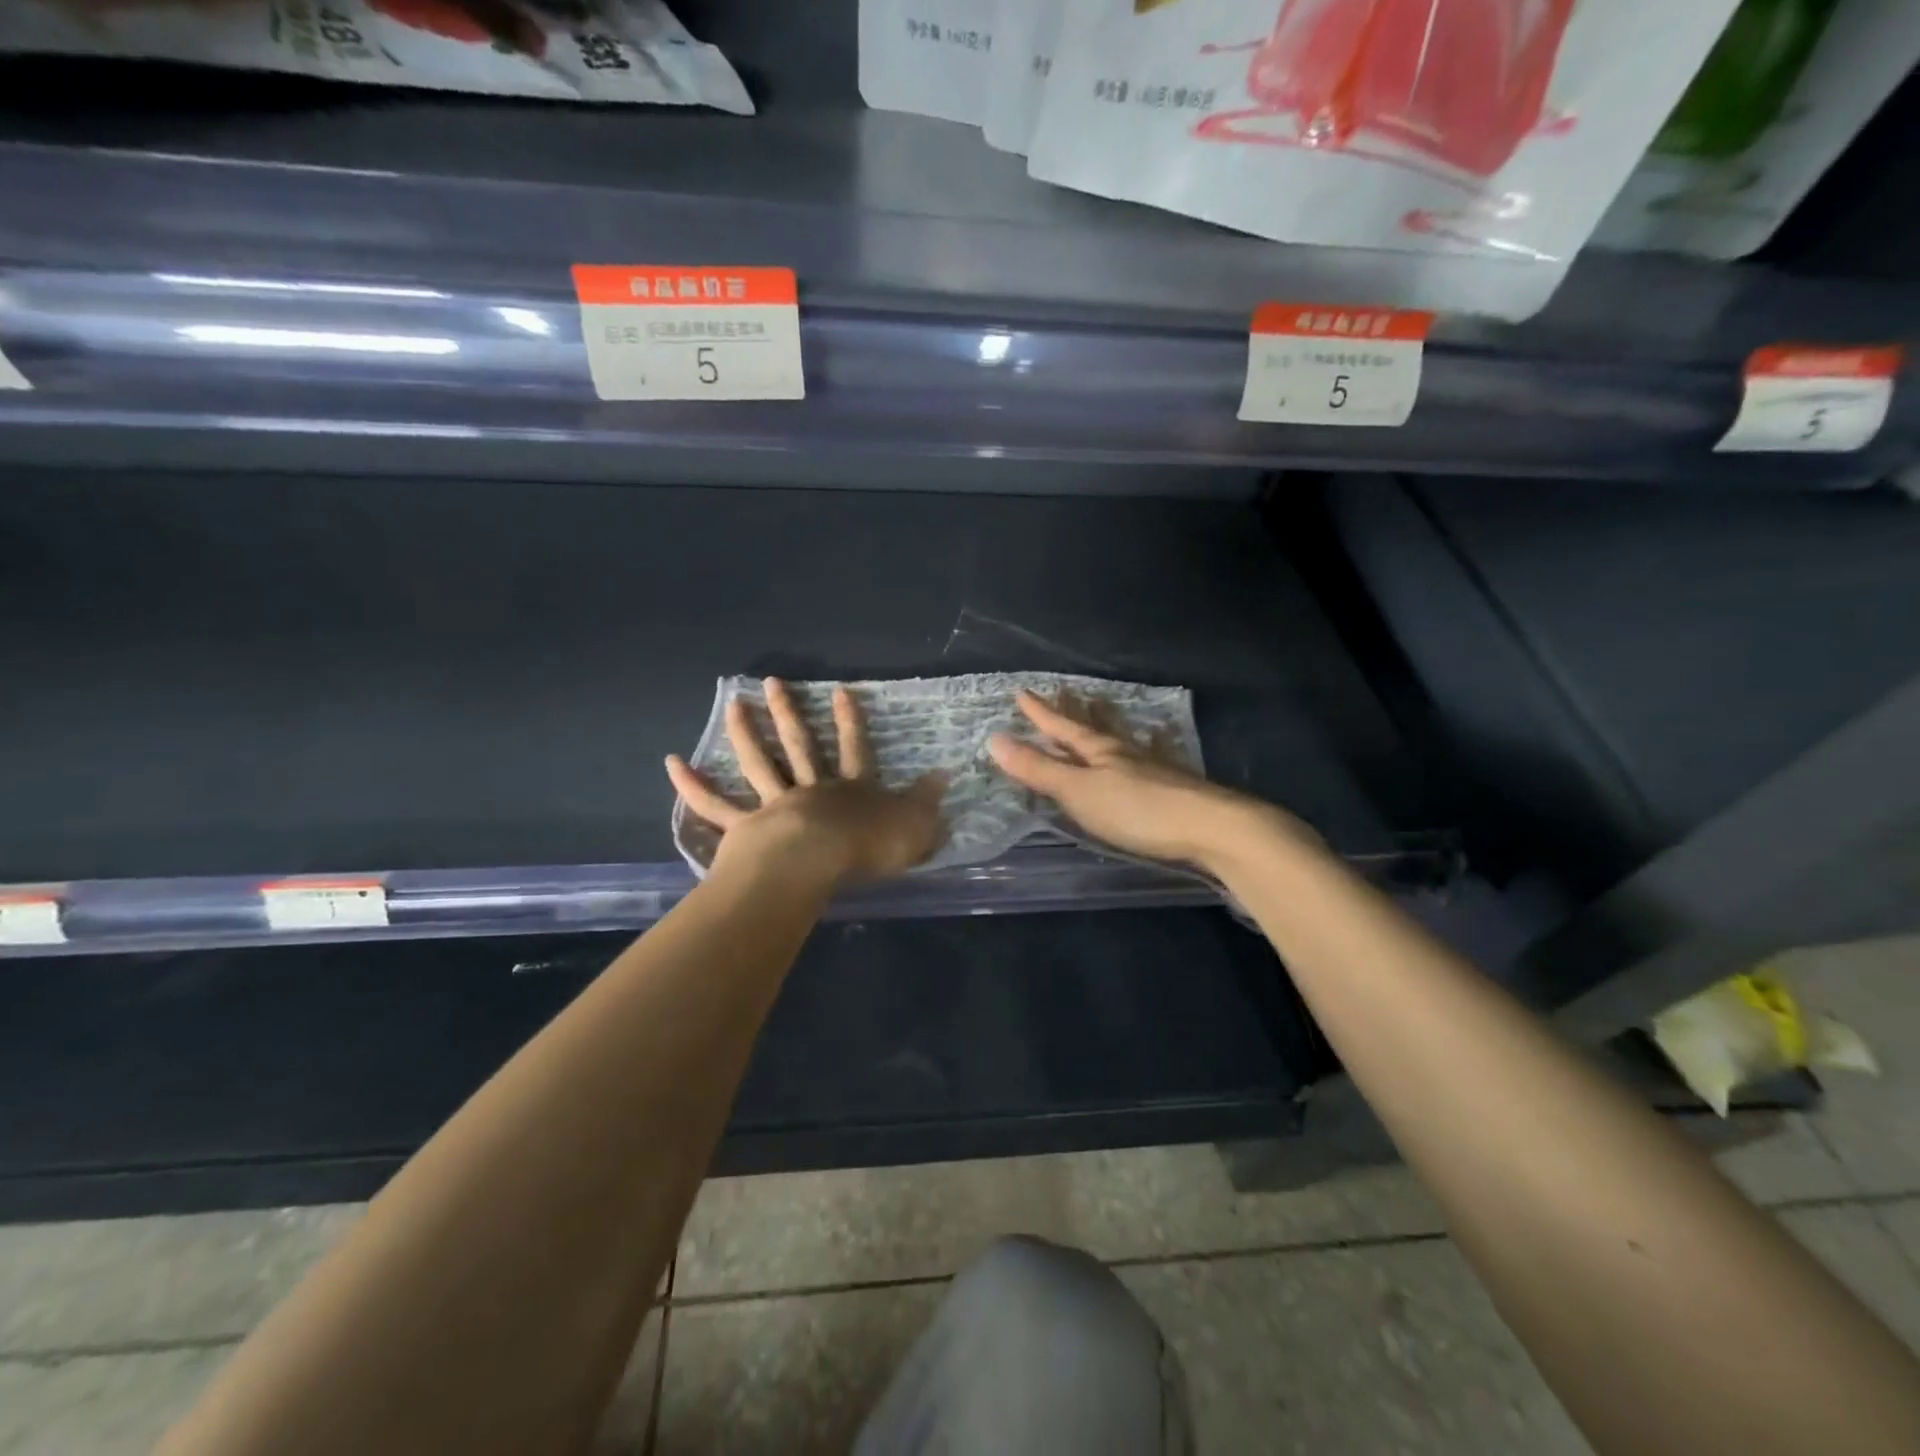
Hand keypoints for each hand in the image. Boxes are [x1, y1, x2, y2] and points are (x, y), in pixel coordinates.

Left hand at [666, 678, 943, 885]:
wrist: (815, 865)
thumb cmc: (866, 849)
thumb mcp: (913, 828)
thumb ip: (926, 804)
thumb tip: (944, 776)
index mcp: (850, 790)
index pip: (855, 749)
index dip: (850, 721)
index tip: (841, 690)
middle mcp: (811, 789)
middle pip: (799, 745)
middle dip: (788, 712)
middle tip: (771, 681)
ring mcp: (775, 805)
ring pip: (758, 763)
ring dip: (744, 732)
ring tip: (731, 704)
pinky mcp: (745, 828)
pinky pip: (716, 807)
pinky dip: (693, 787)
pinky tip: (672, 764)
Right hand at [987, 690, 1304, 870]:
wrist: (1211, 828)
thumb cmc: (1136, 809)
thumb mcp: (1078, 791)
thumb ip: (1039, 769)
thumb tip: (994, 739)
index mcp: (1099, 751)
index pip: (1062, 727)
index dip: (1040, 713)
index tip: (1022, 692)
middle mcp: (1124, 753)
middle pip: (1092, 727)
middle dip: (1073, 712)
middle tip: (1063, 692)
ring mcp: (1152, 769)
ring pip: (1120, 742)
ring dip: (1104, 727)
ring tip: (1099, 714)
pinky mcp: (1172, 789)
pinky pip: (1144, 760)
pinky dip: (1136, 751)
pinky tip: (1148, 754)